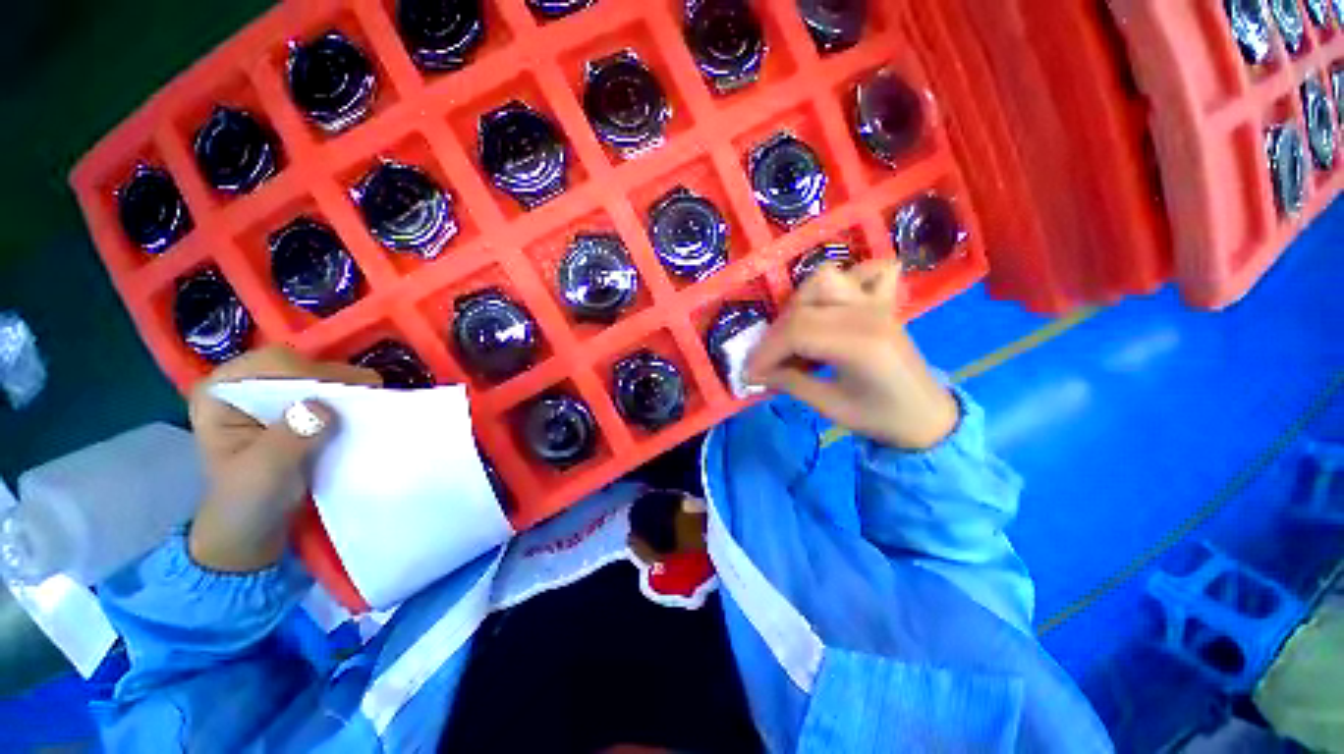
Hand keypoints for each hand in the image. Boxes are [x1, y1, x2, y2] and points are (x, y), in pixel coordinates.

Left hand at [187, 347, 379, 571]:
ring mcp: (272, 396)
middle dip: (334, 382)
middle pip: (301, 365)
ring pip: (319, 376)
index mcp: (221, 393)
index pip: (273, 364)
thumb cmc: (249, 502)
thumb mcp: (265, 473)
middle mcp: (246, 384)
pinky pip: (328, 392)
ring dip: (345, 392)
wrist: (253, 530)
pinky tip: (358, 415)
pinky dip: (347, 400)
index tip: (346, 397)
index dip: (312, 375)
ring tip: (366, 410)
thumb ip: (289, 439)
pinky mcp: (295, 408)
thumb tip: (322, 408)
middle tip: (365, 403)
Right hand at [745, 260, 958, 449]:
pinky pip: (866, 271)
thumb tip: (756, 372)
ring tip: (793, 332)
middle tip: (768, 361)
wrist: (927, 416)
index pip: (796, 332)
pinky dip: (844, 281)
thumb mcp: (830, 406)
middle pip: (804, 306)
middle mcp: (867, 314)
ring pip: (826, 279)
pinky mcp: (882, 303)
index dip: (766, 351)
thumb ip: (790, 383)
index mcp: (859, 345)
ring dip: (800, 303)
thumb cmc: (881, 418)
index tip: (749, 372)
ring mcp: (876, 304)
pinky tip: (831, 304)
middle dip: (776, 334)